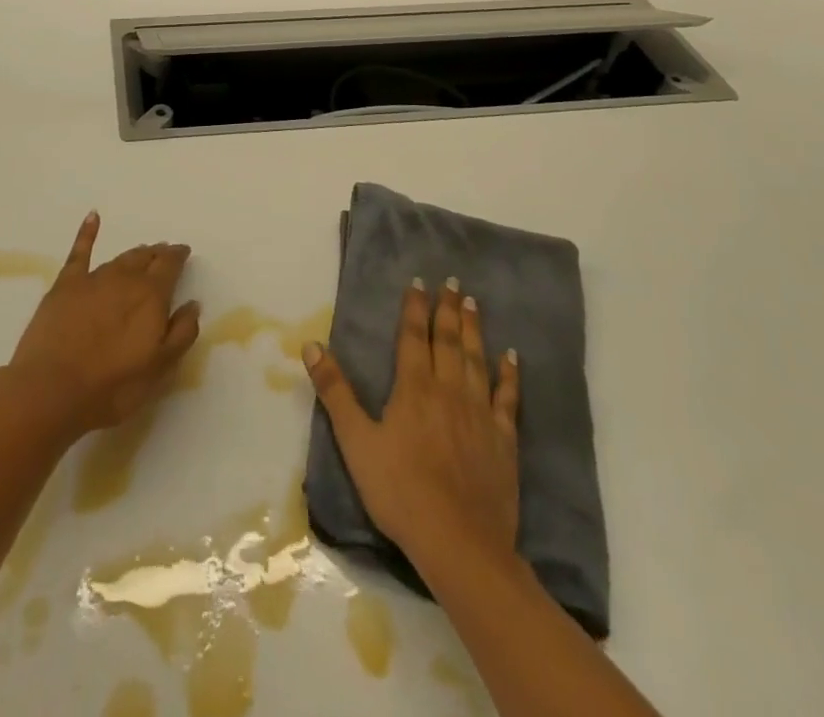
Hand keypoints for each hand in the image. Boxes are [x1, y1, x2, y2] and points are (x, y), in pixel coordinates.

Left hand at [5, 212, 200, 438]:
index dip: (178, 257)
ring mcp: (93, 279)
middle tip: (164, 253)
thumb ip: (181, 333)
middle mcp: (125, 279)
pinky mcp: (65, 285)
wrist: (51, 389)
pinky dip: (88, 232)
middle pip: (145, 258)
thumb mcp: (159, 368)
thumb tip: (193, 304)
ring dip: (134, 254)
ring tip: (142, 252)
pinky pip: (80, 252)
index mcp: (151, 295)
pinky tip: (93, 217)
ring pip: (120, 258)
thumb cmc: (112, 386)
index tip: (184, 252)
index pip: (170, 265)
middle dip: (157, 254)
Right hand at [303, 278, 520, 568]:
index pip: (413, 336)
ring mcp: (479, 413)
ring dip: (474, 330)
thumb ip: (335, 391)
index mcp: (413, 388)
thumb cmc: (400, 491)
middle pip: (448, 340)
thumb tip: (311, 345)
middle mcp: (448, 390)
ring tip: (474, 303)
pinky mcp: (503, 439)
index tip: (419, 280)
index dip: (415, 307)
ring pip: (475, 360)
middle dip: (448, 309)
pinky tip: (512, 357)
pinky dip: (509, 374)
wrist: (459, 543)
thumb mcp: (356, 441)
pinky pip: (506, 397)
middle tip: (453, 281)